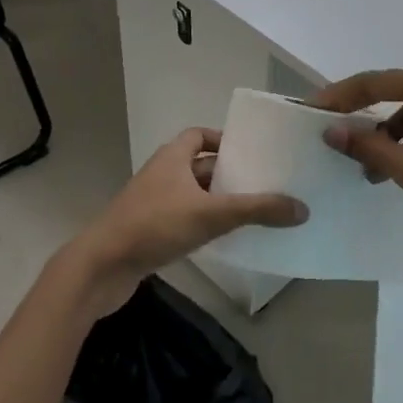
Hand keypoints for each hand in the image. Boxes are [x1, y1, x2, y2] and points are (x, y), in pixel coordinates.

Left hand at [59, 128, 308, 316]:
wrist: (101, 267)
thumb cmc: (154, 226)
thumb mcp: (211, 214)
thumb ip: (257, 210)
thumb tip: (302, 208)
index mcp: (172, 157)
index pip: (200, 135)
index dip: (224, 140)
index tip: (251, 152)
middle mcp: (162, 174)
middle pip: (200, 165)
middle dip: (229, 173)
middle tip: (264, 182)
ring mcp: (153, 203)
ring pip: (193, 194)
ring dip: (218, 200)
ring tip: (254, 211)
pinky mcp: (149, 231)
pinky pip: (184, 219)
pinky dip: (204, 223)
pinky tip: (225, 238)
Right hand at [311, 69, 402, 240]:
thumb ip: (368, 147)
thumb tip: (331, 131)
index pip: (375, 82)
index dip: (339, 95)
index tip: (311, 109)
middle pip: (390, 92)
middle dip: (359, 115)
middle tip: (330, 132)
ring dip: (383, 135)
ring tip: (364, 166)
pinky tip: (394, 169)